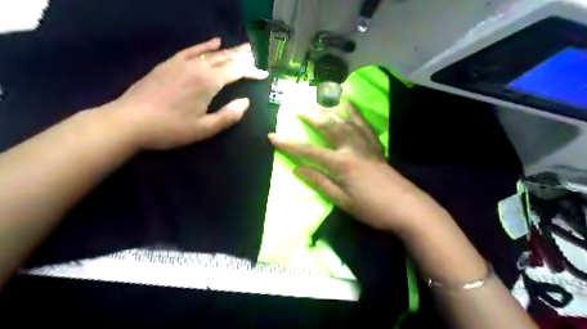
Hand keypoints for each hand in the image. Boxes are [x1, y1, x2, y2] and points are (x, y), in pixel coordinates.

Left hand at [104, 38, 266, 148]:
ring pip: (211, 53)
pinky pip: (191, 50)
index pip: (237, 71)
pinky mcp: (169, 64)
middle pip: (225, 58)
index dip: (252, 71)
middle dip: (243, 57)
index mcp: (208, 82)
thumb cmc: (170, 129)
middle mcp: (198, 67)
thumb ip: (228, 115)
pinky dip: (204, 45)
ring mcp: (181, 63)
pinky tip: (214, 41)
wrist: (129, 122)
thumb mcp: (204, 129)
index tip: (264, 74)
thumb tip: (246, 102)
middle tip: (256, 55)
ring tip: (243, 47)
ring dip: (229, 50)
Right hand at [268, 103, 448, 233]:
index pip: (309, 151)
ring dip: (329, 111)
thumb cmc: (372, 208)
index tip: (273, 137)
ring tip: (317, 103)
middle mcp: (352, 149)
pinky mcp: (376, 147)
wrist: (407, 208)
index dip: (289, 145)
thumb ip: (320, 183)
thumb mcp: (342, 201)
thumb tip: (297, 170)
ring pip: (345, 122)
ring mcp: (366, 145)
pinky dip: (355, 113)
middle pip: (328, 128)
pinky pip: (364, 125)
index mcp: (341, 164)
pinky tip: (349, 104)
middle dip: (310, 117)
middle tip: (297, 108)